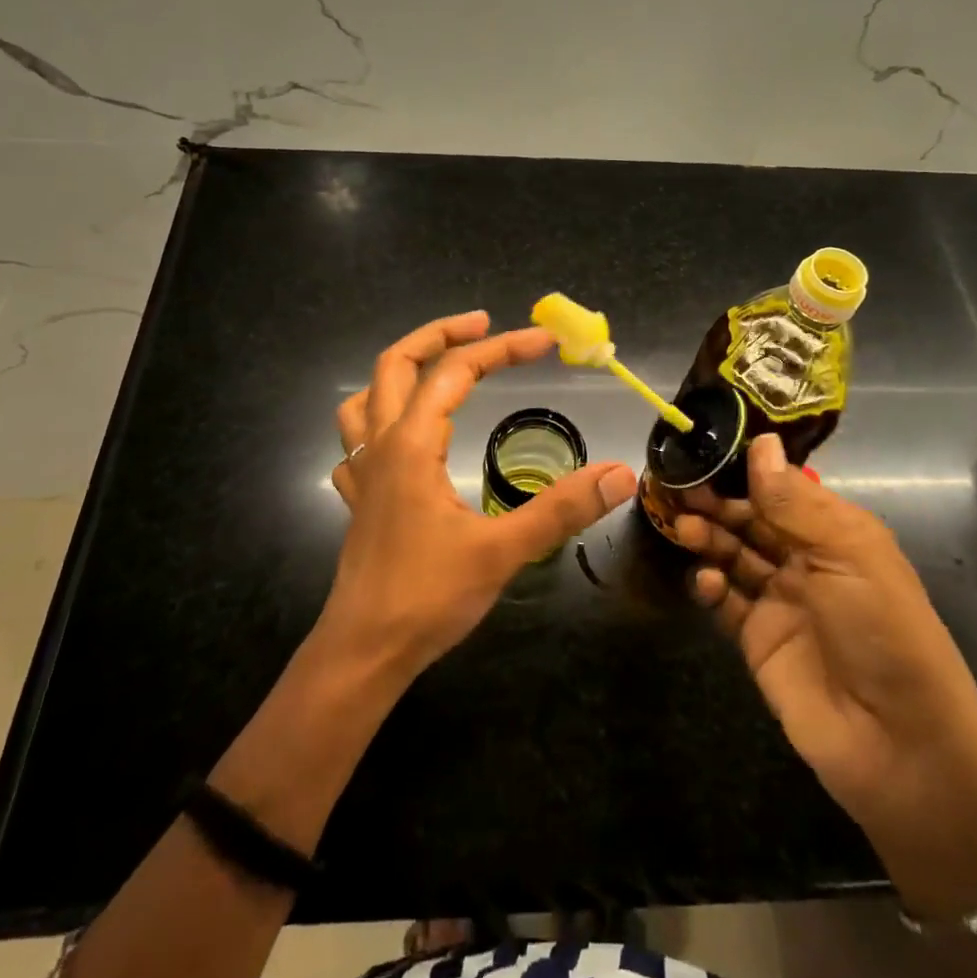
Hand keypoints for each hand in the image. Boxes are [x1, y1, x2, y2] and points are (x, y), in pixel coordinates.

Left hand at [322, 311, 636, 677]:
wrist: (363, 653)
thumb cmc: (426, 597)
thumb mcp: (502, 551)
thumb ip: (561, 509)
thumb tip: (620, 473)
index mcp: (411, 445)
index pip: (456, 372)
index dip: (502, 348)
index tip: (545, 342)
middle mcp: (380, 446)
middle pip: (395, 363)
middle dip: (440, 334)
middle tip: (483, 324)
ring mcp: (362, 473)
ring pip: (365, 397)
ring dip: (399, 371)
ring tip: (437, 368)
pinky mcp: (358, 501)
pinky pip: (355, 442)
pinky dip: (376, 421)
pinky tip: (400, 438)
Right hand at [672, 435, 976, 853]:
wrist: (898, 745)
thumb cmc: (882, 631)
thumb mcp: (847, 553)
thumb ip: (794, 500)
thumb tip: (760, 441)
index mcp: (836, 532)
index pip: (782, 488)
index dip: (745, 472)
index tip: (705, 453)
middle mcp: (806, 560)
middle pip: (751, 519)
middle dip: (718, 503)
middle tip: (682, 492)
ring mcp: (780, 601)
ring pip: (733, 554)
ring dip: (709, 538)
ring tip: (685, 530)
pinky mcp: (757, 639)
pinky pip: (724, 601)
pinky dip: (709, 586)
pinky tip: (704, 582)